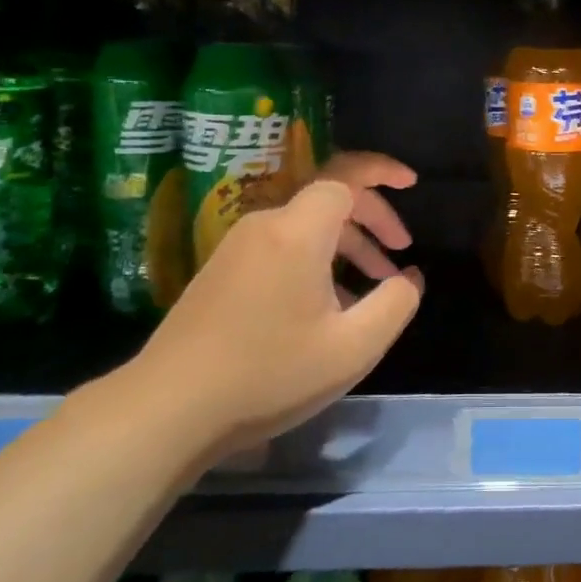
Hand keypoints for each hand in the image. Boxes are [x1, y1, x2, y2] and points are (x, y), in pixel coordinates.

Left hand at [121, 153, 423, 459]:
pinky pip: (282, 247)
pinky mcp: (221, 271)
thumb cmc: (269, 375)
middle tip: (401, 250)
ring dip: (347, 244)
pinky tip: (328, 305)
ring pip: (306, 227)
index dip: (382, 172)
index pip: (346, 176)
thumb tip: (410, 277)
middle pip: (328, 199)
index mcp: (298, 233)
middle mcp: (265, 226)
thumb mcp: (353, 348)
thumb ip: (395, 304)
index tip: (412, 184)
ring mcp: (237, 247)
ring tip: (375, 285)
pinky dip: (317, 260)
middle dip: (373, 216)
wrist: (167, 409)